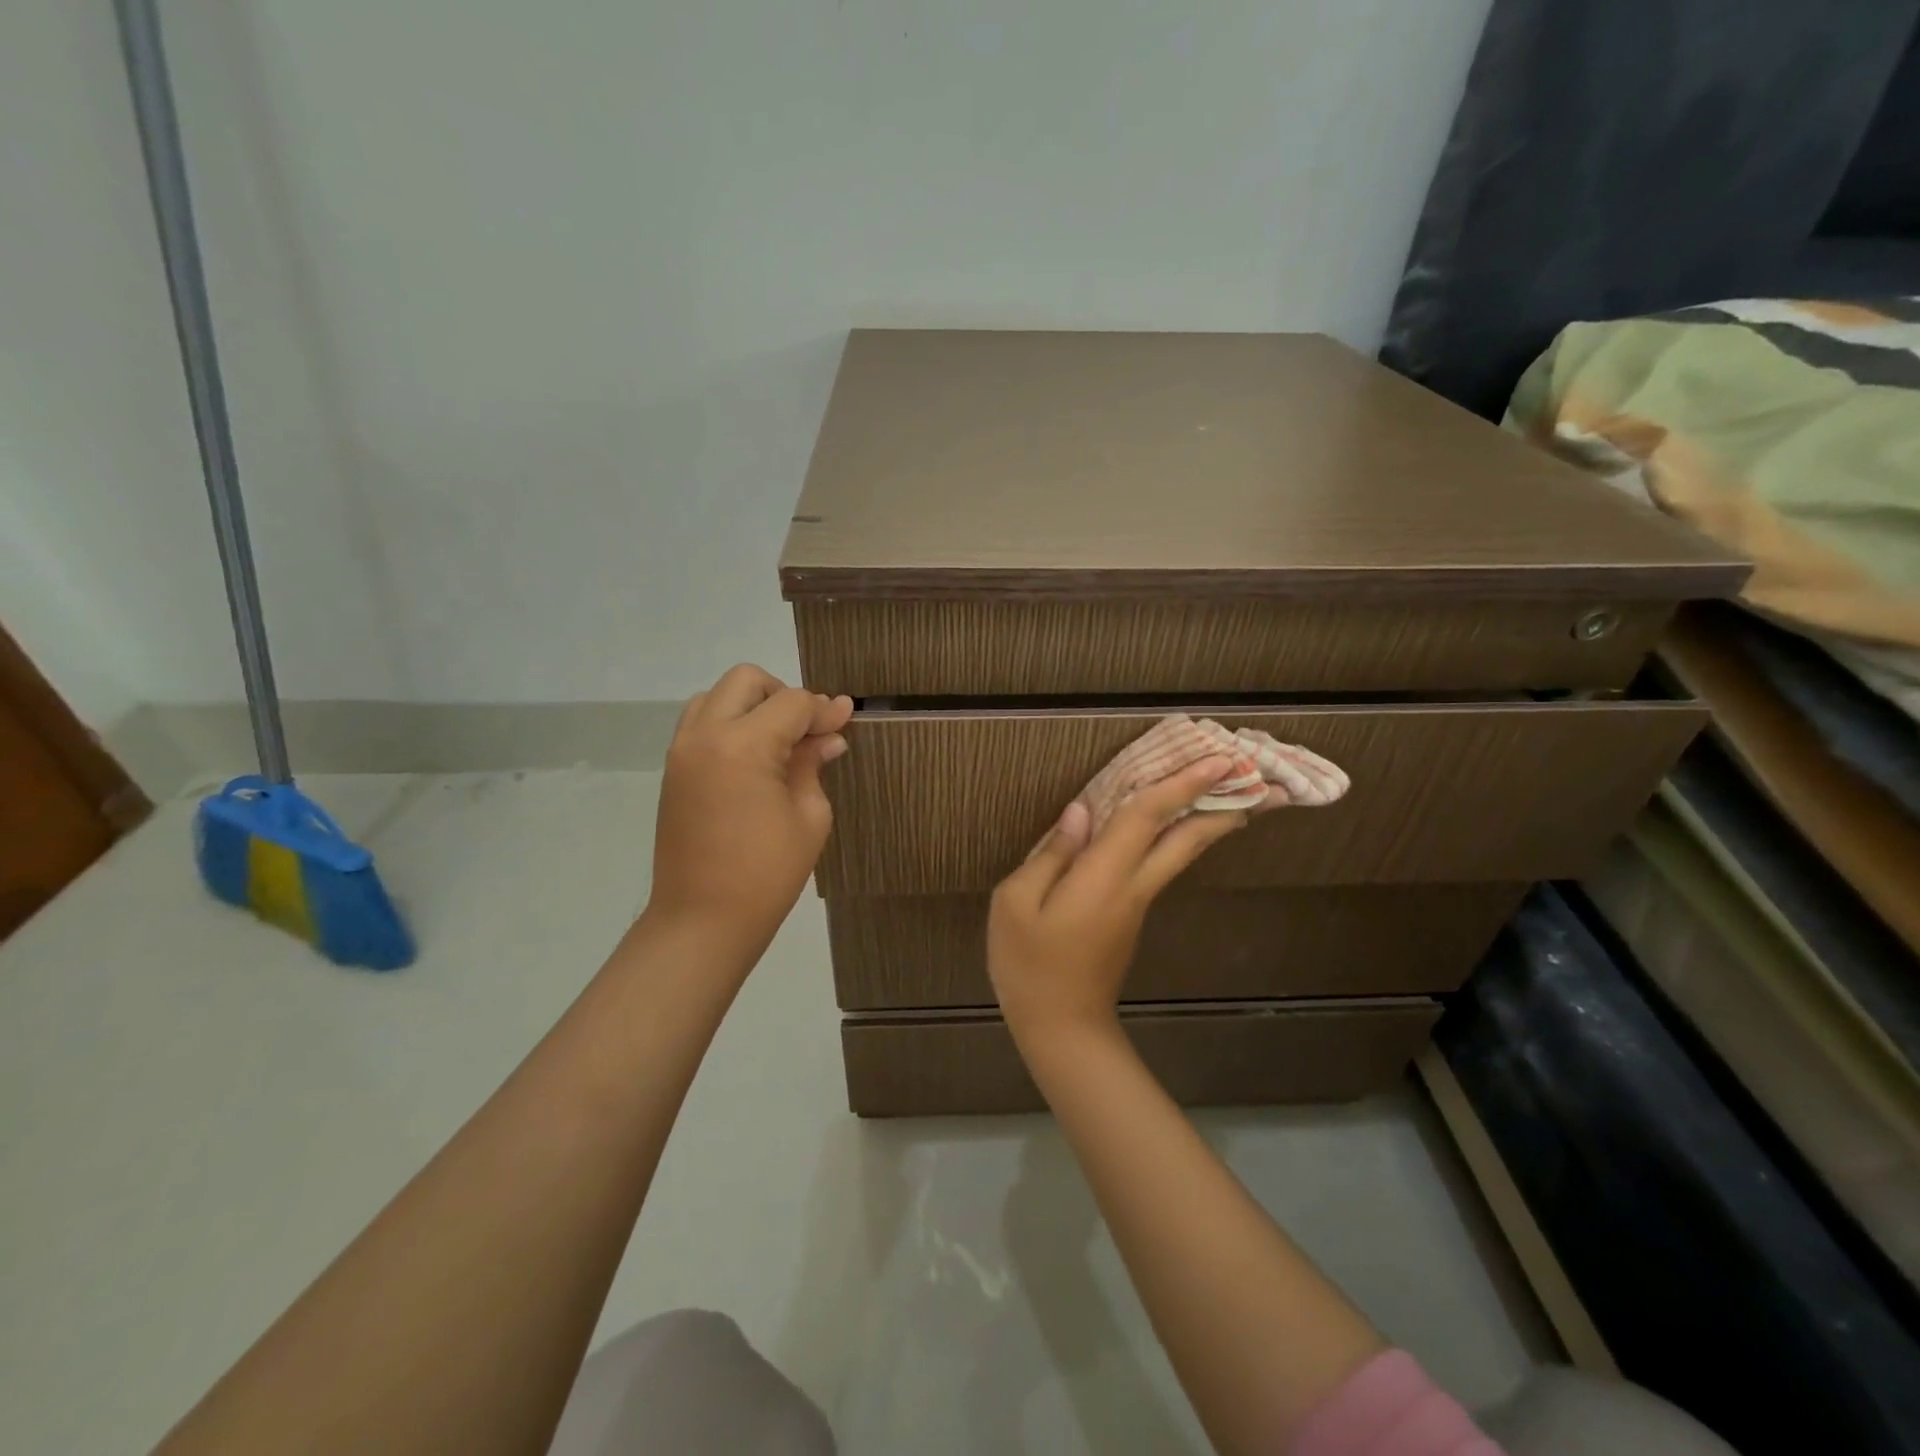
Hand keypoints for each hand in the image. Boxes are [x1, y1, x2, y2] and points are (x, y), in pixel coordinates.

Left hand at [645, 664, 852, 958]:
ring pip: (717, 695)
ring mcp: (682, 750)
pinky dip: (729, 723)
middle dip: (784, 695)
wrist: (702, 920)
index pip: (792, 703)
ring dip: (752, 705)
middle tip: (808, 730)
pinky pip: (700, 722)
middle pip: (747, 681)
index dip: (824, 709)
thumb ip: (812, 765)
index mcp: (743, 746)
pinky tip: (754, 758)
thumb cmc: (766, 874)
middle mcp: (705, 735)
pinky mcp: (673, 769)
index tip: (846, 720)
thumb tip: (828, 737)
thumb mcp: (808, 817)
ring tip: (778, 742)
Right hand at [987, 758, 1248, 1048]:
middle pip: (1187, 839)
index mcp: (1104, 878)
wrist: (1062, 1027)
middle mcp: (1133, 885)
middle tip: (1256, 777)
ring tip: (1238, 796)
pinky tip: (1174, 826)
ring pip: (1182, 853)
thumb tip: (1079, 812)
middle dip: (1223, 805)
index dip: (1182, 785)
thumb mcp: (1016, 903)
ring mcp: (1138, 903)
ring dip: (1210, 821)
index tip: (1220, 759)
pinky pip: (1162, 864)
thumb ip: (1050, 854)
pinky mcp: (1133, 915)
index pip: (1148, 818)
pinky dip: (1180, 838)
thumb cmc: (1030, 964)